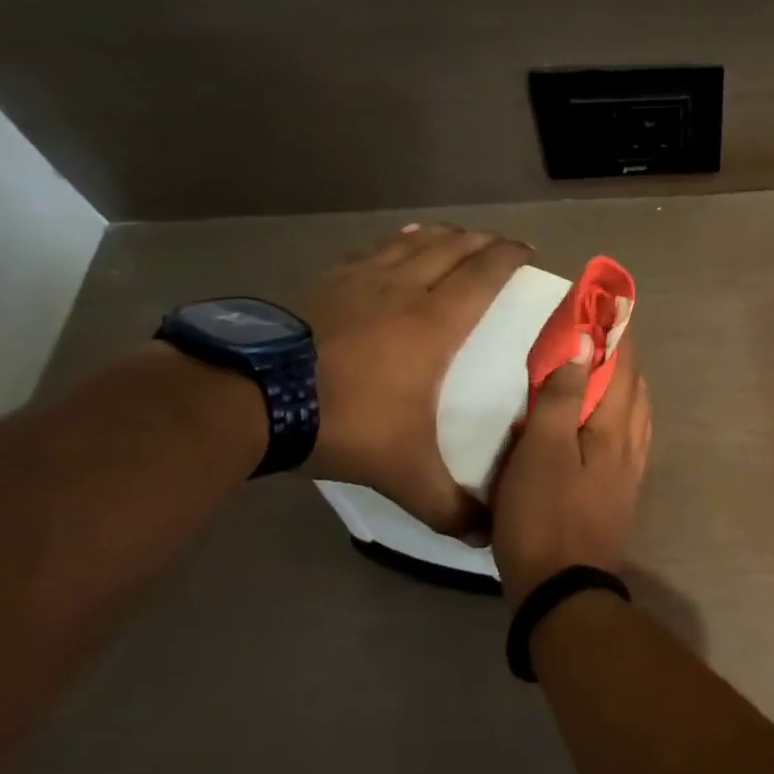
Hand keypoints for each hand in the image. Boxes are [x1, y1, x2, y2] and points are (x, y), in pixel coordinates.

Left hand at [298, 223, 529, 534]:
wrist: (246, 398)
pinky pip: (369, 251)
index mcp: (434, 323)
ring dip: (439, 235)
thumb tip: (484, 539)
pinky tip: (390, 247)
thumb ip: (447, 506)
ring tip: (453, 234)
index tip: (526, 251)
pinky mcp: (321, 283)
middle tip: (498, 244)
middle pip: (451, 248)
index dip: (508, 257)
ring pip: (410, 242)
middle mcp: (402, 289)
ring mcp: (358, 281)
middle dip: (480, 241)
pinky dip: (392, 243)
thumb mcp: (403, 473)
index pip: (483, 275)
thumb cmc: (343, 422)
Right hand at [491, 336, 652, 604]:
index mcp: (614, 427)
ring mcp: (629, 471)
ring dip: (624, 385)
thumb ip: (562, 396)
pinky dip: (620, 415)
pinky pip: (628, 438)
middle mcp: (631, 443)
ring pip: (634, 413)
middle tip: (600, 332)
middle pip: (633, 388)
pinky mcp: (619, 492)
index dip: (614, 334)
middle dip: (621, 356)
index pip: (622, 367)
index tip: (606, 306)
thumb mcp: (541, 450)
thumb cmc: (544, 514)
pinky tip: (606, 422)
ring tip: (605, 369)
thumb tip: (585, 344)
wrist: (563, 590)